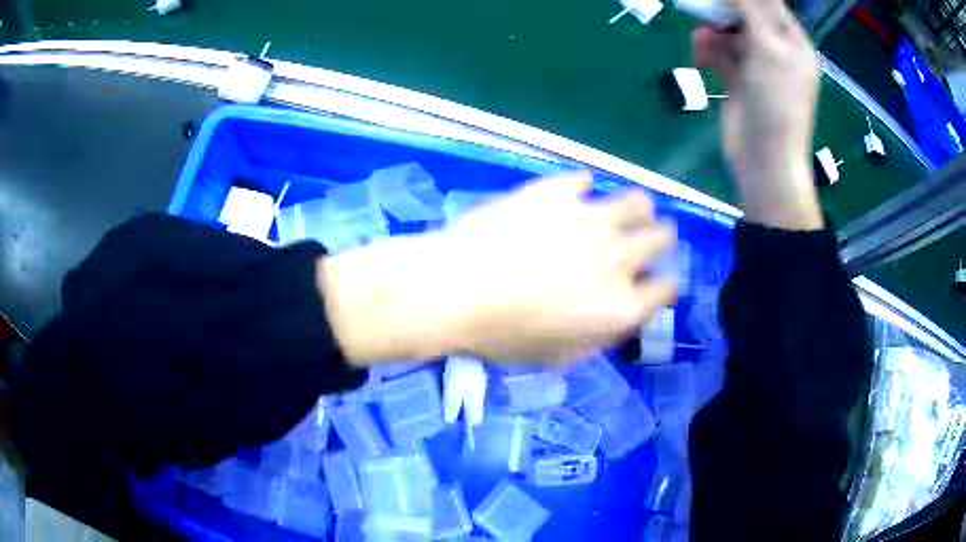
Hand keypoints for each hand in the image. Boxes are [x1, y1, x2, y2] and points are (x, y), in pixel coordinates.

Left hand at [319, 172, 677, 366]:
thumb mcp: (556, 356)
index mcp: (619, 306)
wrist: (455, 290)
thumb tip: (617, 318)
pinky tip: (573, 195)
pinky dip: (582, 187)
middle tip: (646, 241)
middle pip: (661, 238)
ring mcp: (589, 220)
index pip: (665, 289)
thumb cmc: (501, 336)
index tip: (655, 285)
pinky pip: (582, 180)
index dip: (663, 286)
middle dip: (660, 240)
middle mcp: (617, 259)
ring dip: (636, 209)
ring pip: (636, 202)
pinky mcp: (557, 193)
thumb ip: (598, 336)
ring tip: (623, 213)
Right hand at [694, 0, 823, 229]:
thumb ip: (752, 10)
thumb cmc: (777, 102)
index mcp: (794, 44)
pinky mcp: (736, 79)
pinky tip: (700, 56)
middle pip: (746, 14)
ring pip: (728, 31)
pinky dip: (707, 50)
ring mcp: (756, 65)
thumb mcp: (769, 48)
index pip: (770, 4)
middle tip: (704, 7)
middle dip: (724, 9)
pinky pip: (718, 52)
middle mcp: (776, 50)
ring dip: (712, 30)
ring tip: (702, 38)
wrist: (764, 158)